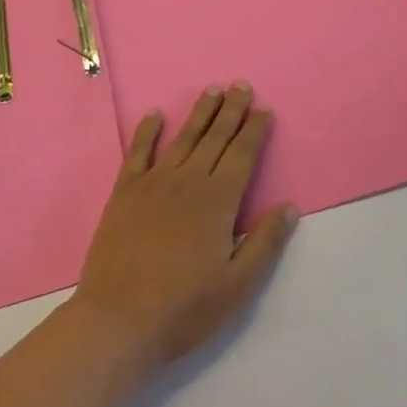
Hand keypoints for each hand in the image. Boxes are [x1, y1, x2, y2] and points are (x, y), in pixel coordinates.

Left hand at [68, 82, 297, 371]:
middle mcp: (189, 181)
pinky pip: (138, 152)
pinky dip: (147, 131)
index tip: (264, 109)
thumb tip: (290, 206)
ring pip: (183, 138)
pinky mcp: (125, 192)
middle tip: (241, 85)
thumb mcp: (237, 286)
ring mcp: (154, 183)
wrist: (117, 321)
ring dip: (200, 112)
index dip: (255, 130)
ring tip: (212, 89)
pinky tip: (155, 114)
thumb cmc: (184, 308)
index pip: (242, 155)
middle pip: (215, 137)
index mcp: (218, 201)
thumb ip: (265, 243)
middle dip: (232, 110)